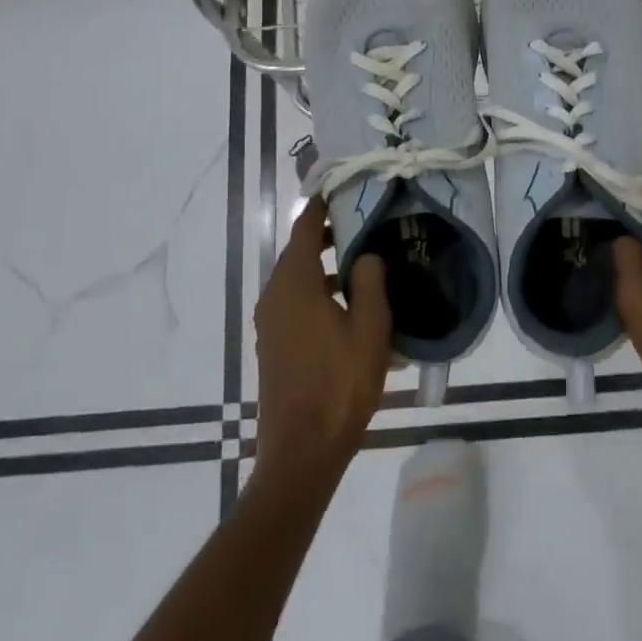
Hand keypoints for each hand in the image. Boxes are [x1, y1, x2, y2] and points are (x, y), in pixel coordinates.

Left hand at [251, 197, 391, 487]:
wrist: (302, 451)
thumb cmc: (340, 384)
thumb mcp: (369, 329)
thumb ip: (370, 282)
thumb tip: (366, 254)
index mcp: (295, 284)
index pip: (305, 228)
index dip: (322, 206)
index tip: (343, 189)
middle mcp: (275, 296)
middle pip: (300, 253)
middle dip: (331, 238)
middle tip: (367, 228)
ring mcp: (271, 323)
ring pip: (300, 282)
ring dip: (329, 271)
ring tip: (368, 271)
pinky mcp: (274, 346)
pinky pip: (298, 307)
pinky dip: (321, 297)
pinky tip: (354, 317)